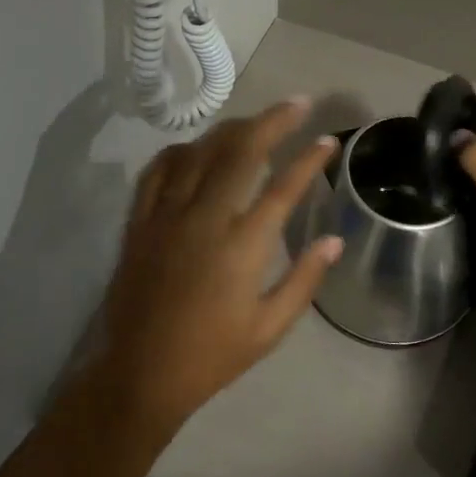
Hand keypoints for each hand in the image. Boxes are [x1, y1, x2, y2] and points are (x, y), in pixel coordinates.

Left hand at [86, 98, 344, 438]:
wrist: (140, 373)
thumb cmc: (212, 355)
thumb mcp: (269, 328)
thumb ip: (305, 280)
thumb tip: (335, 239)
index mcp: (242, 246)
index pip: (283, 186)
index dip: (309, 158)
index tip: (328, 138)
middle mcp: (205, 217)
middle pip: (241, 151)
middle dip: (273, 121)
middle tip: (297, 103)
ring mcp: (167, 214)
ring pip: (200, 152)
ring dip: (230, 129)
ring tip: (254, 121)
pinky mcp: (140, 221)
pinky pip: (158, 170)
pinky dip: (180, 151)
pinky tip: (194, 148)